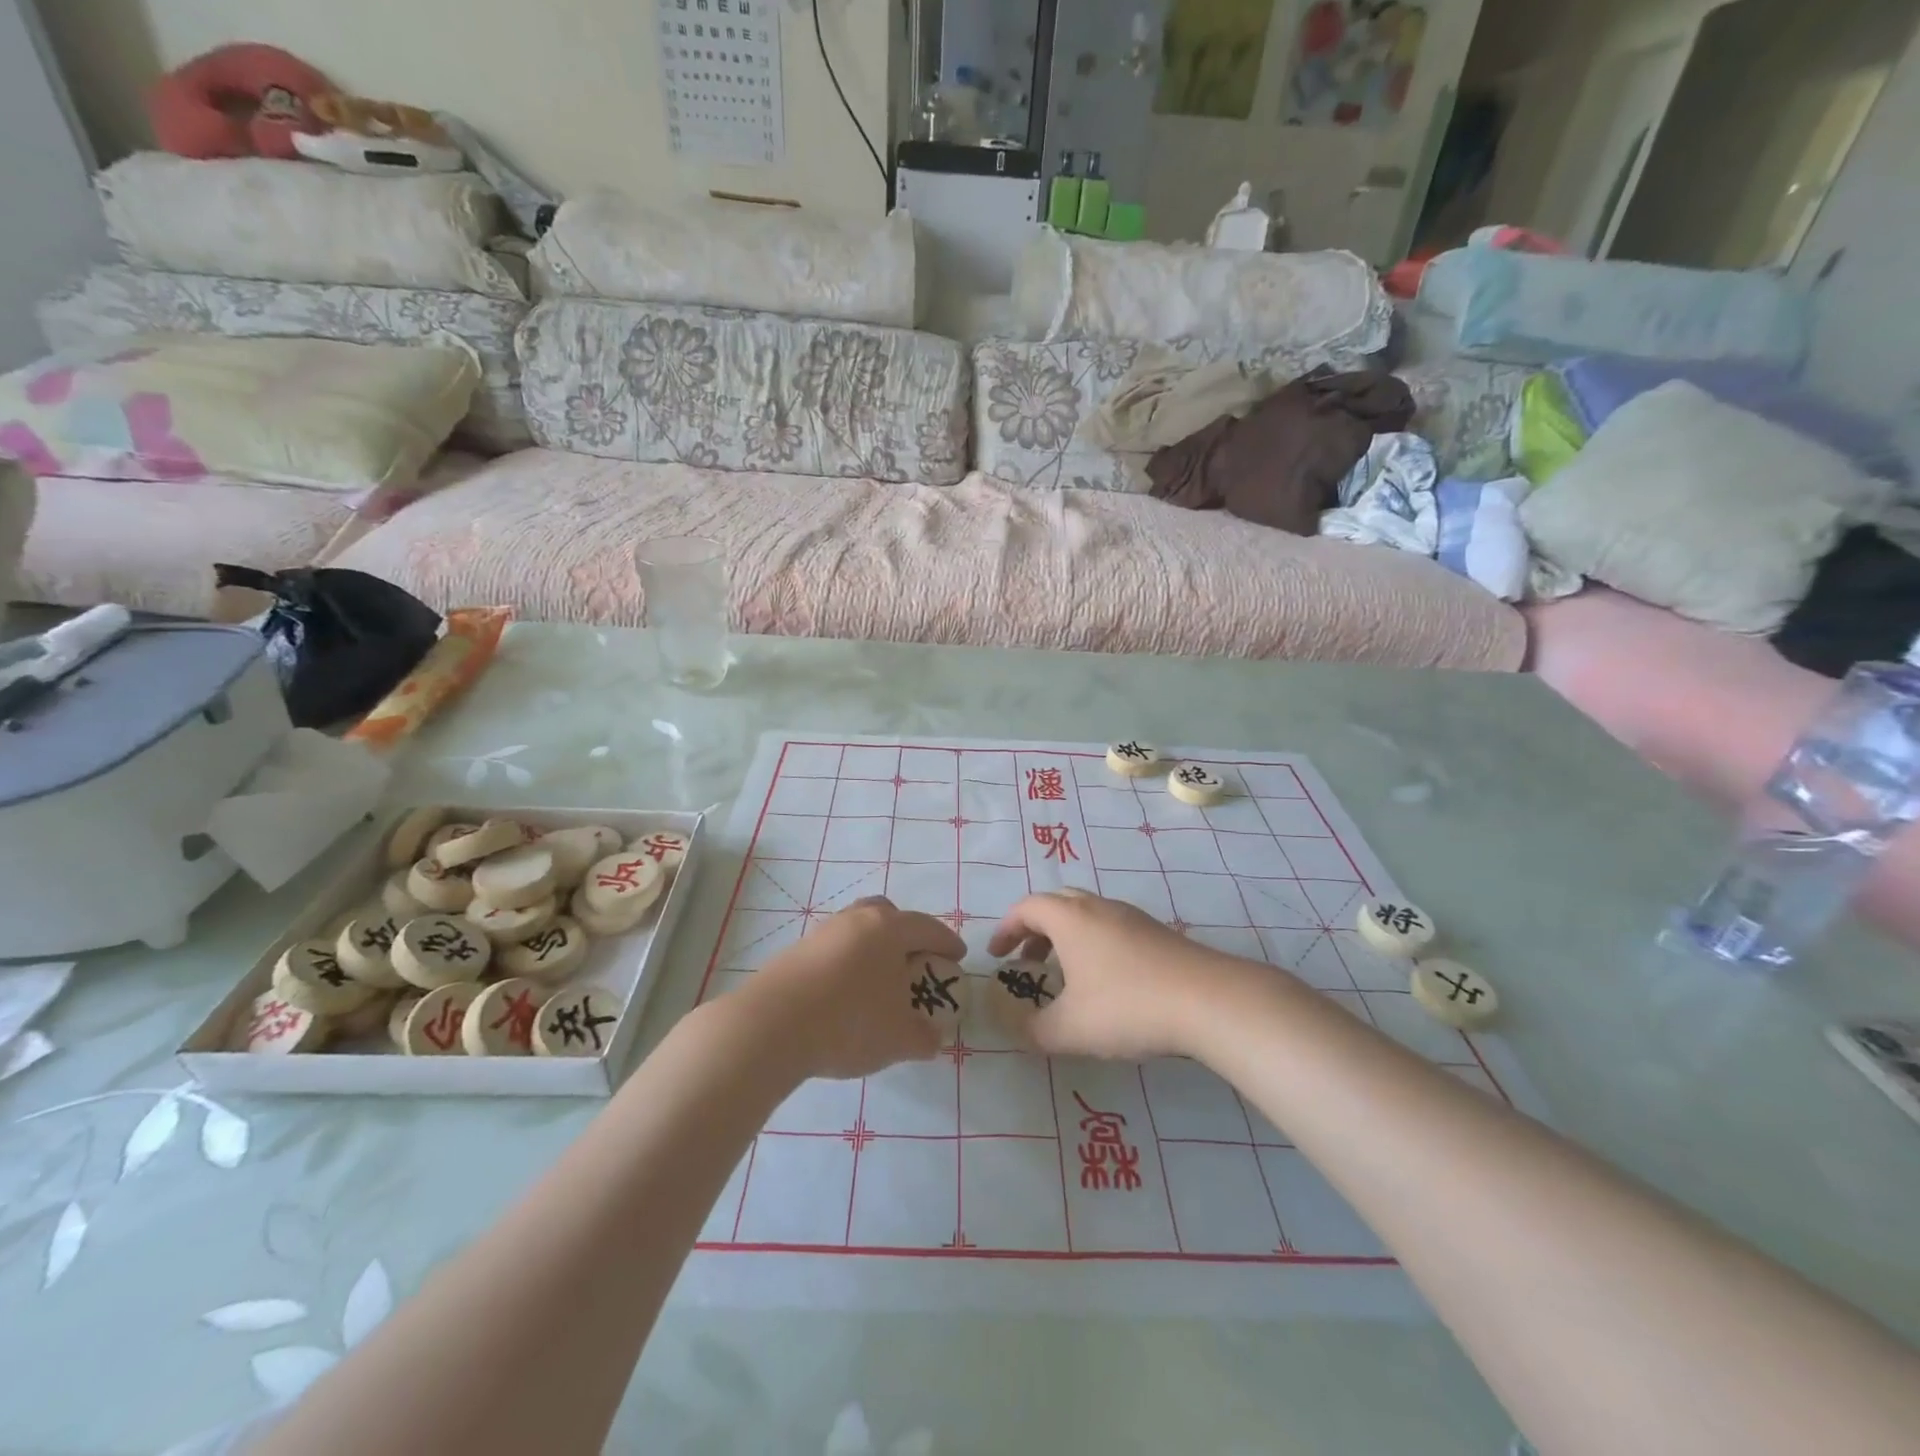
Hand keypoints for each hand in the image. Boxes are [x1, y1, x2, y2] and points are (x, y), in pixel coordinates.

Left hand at [745, 897, 966, 1079]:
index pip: (927, 927)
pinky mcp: (794, 953)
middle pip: (887, 914)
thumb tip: (932, 1039)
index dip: (946, 942)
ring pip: (856, 930)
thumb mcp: (898, 1039)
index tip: (957, 958)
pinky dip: (846, 965)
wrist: (770, 1027)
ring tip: (878, 982)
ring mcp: (821, 933)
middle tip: (914, 960)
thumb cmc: (848, 1022)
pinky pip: (832, 951)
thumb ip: (923, 1037)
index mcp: (887, 928)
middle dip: (905, 933)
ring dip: (872, 949)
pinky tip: (844, 996)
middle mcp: (855, 920)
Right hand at [986, 892, 1234, 1060]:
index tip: (996, 956)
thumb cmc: (1127, 1006)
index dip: (1005, 929)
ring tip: (1064, 975)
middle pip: (1057, 904)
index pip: (1026, 908)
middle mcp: (1098, 908)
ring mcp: (1132, 917)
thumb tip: (1016, 1027)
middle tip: (1026, 961)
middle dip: (1034, 930)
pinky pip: (1112, 927)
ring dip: (1065, 937)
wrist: (1209, 1000)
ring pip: (1087, 915)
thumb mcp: (1069, 1029)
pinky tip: (1105, 982)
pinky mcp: (1158, 934)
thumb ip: (1033, 1030)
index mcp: (1070, 919)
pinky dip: (1093, 944)